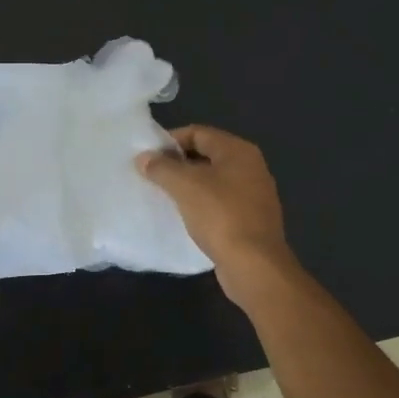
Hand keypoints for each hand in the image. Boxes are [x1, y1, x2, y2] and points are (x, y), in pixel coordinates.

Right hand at [137, 125, 296, 302]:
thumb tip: (144, 158)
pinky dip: (201, 205)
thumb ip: (162, 167)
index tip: (147, 156)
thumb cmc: (220, 216)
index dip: (170, 140)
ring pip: (213, 181)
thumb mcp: (185, 186)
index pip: (198, 132)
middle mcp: (251, 167)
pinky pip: (220, 203)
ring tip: (163, 196)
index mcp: (238, 151)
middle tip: (152, 176)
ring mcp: (254, 195)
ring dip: (188, 186)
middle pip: (206, 155)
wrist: (254, 265)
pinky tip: (184, 217)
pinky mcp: (251, 220)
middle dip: (178, 163)